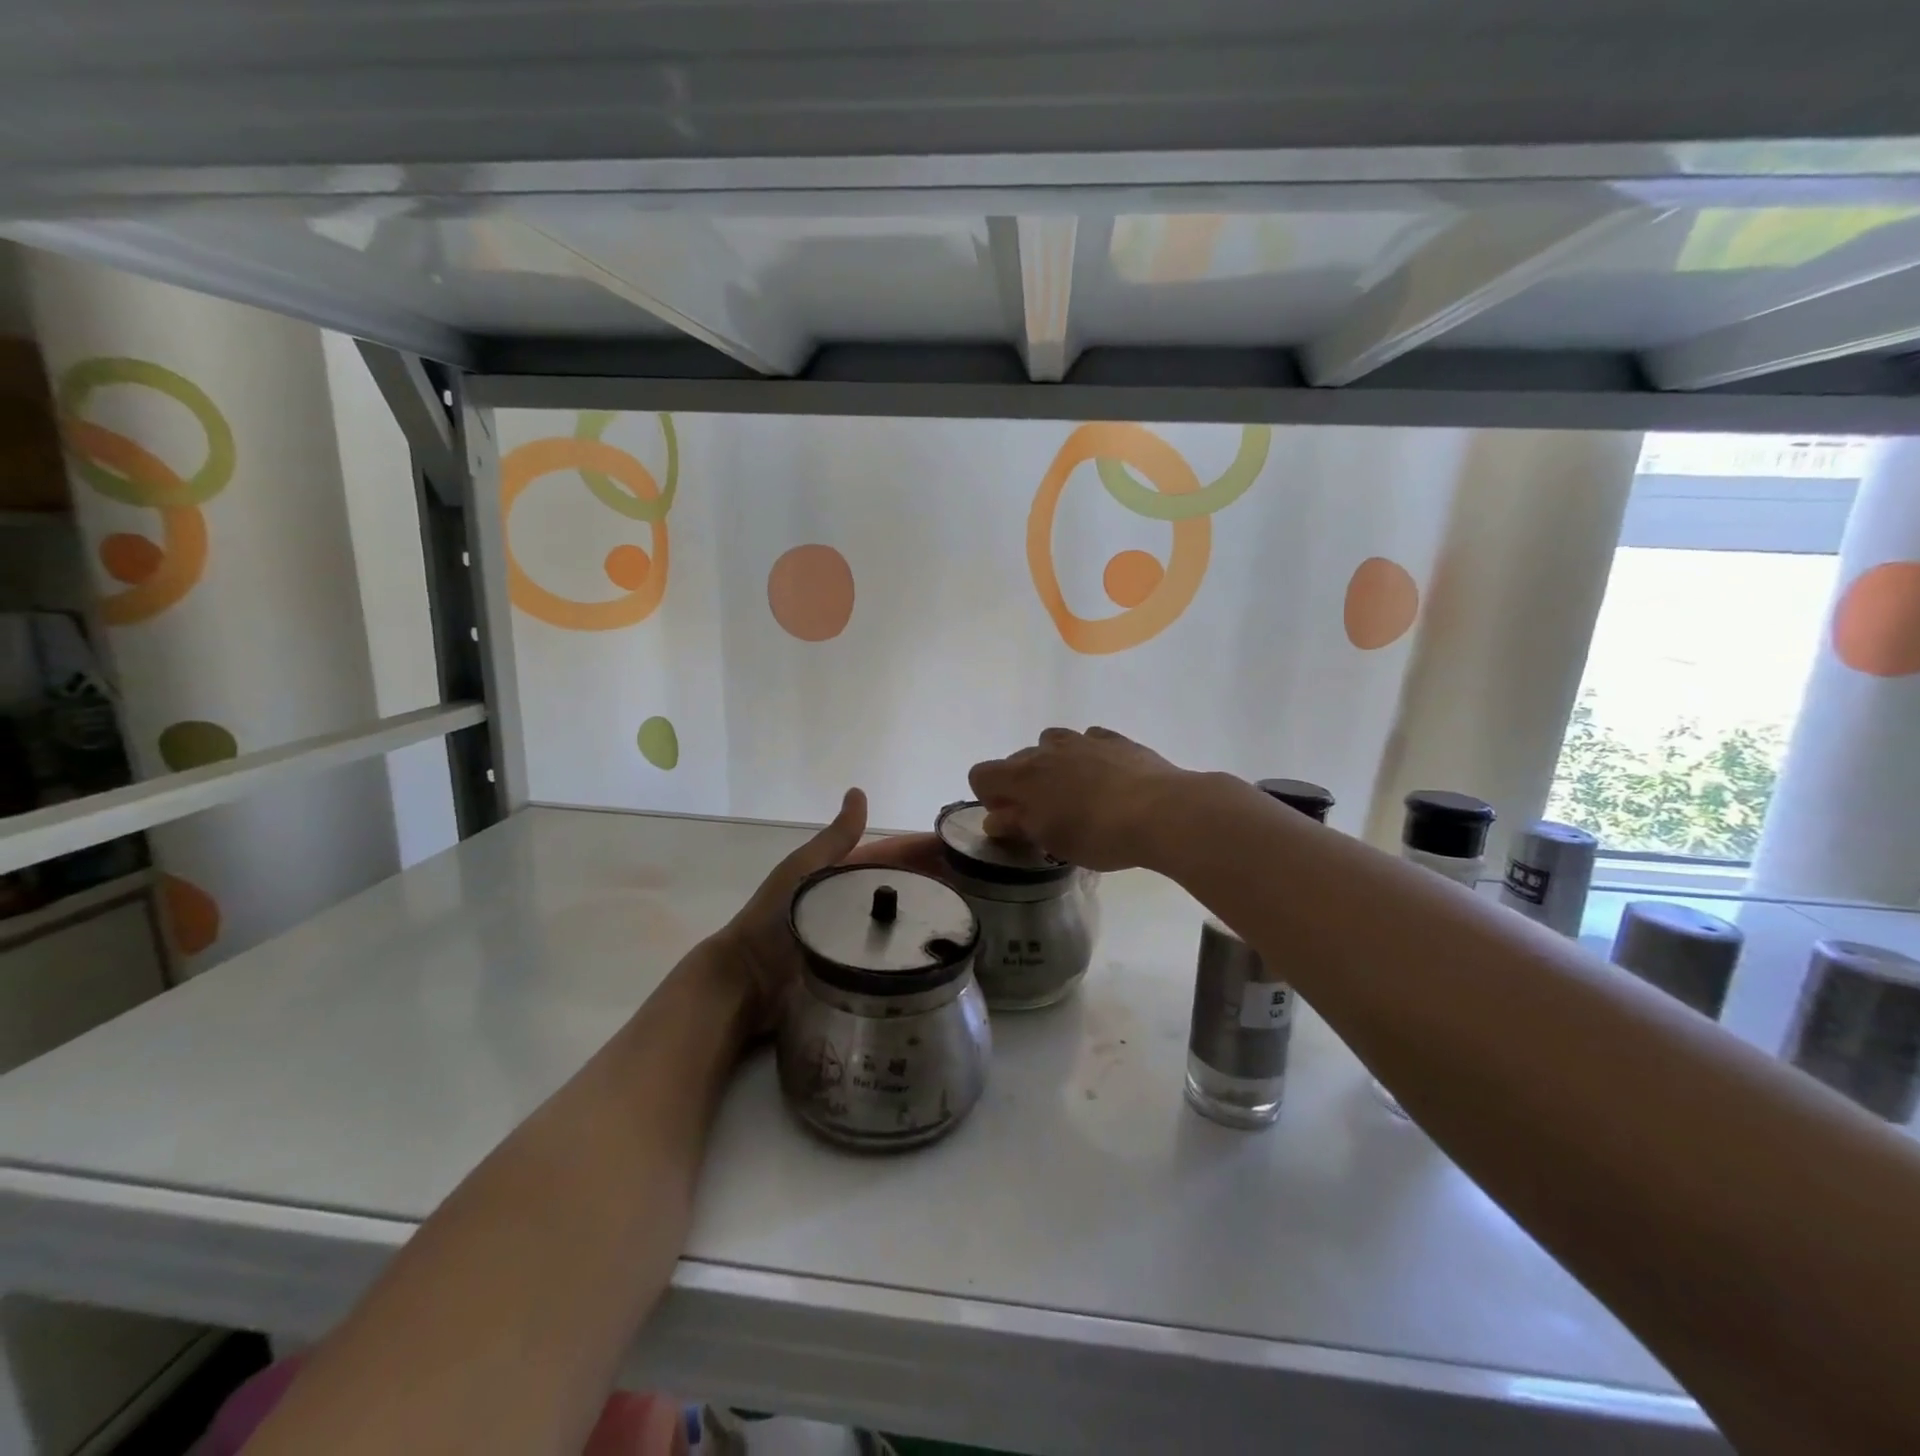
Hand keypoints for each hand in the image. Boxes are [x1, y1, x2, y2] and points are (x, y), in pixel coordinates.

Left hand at [712, 792, 954, 1036]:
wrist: (747, 982)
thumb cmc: (773, 920)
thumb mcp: (803, 870)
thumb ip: (834, 839)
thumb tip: (858, 792)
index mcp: (844, 875)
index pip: (893, 855)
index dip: (924, 849)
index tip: (964, 847)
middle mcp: (857, 904)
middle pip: (905, 886)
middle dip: (940, 878)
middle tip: (985, 881)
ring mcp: (862, 939)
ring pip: (906, 920)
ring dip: (935, 912)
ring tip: (978, 913)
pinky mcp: (864, 972)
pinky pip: (899, 954)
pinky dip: (922, 947)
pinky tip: (950, 949)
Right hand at [968, 727, 1193, 871]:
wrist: (1160, 811)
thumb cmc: (1097, 834)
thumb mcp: (1051, 840)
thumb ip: (1018, 825)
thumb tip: (996, 819)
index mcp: (1023, 776)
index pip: (981, 774)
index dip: (988, 796)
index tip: (1010, 818)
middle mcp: (1047, 750)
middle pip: (1017, 760)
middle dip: (1022, 784)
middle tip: (1044, 814)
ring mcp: (1083, 740)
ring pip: (1052, 743)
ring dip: (1053, 764)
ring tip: (1074, 791)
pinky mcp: (1115, 739)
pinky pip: (1089, 740)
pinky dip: (1088, 755)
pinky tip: (1105, 776)